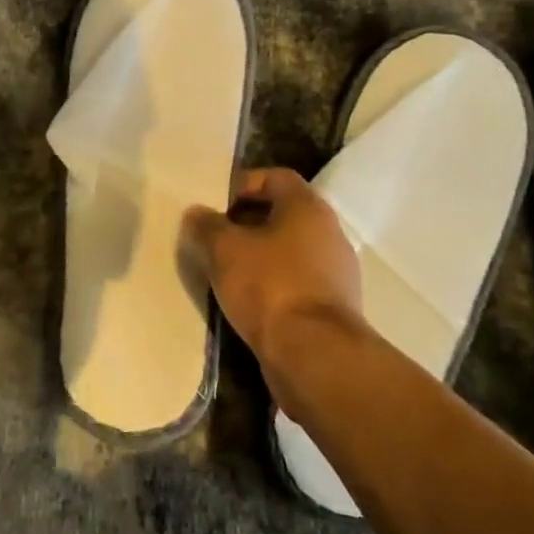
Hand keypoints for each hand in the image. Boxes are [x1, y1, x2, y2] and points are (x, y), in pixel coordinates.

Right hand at [183, 168, 364, 393]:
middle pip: (283, 214)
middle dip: (246, 223)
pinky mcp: (334, 308)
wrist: (315, 356)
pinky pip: (296, 283)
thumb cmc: (269, 286)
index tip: (216, 204)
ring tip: (225, 272)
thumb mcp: (223, 249)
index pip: (275, 177)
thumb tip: (196, 214)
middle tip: (215, 237)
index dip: (243, 184)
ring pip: (289, 251)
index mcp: (308, 208)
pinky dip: (272, 285)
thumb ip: (206, 225)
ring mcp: (336, 273)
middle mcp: (329, 233)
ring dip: (258, 257)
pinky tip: (246, 302)